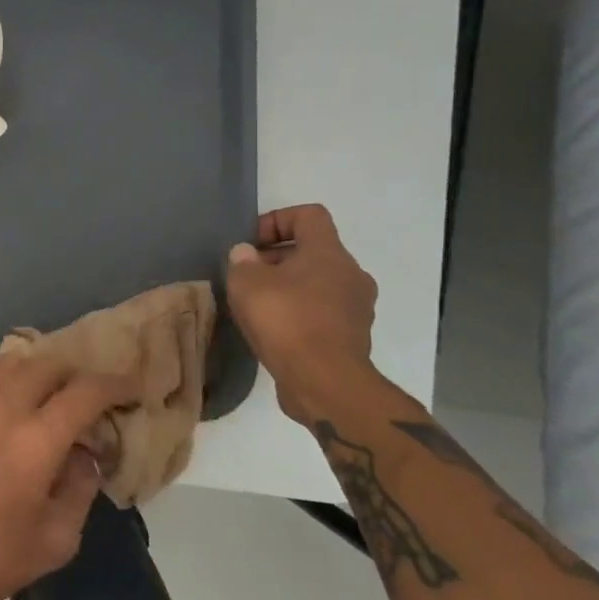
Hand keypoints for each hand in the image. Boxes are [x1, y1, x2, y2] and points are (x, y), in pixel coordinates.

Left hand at [0, 355, 140, 599]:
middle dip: (76, 375)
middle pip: (49, 365)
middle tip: (87, 398)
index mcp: (37, 440)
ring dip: (36, 370)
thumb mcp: (55, 540)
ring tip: (46, 391)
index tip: (131, 389)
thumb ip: (80, 488)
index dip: (115, 384)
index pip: (86, 391)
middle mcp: (2, 408)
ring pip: (9, 361)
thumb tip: (85, 453)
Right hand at [225, 203, 377, 423]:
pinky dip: (299, 315)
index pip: (309, 215)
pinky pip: (322, 313)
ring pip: (318, 284)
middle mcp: (351, 275)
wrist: (325, 384)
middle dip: (277, 259)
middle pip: (313, 251)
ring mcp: (356, 309)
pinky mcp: (352, 339)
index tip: (252, 242)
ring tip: (257, 307)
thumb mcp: (247, 283)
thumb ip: (242, 262)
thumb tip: (246, 255)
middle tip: (247, 277)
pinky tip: (274, 332)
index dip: (277, 220)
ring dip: (288, 288)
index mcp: (329, 253)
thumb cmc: (286, 321)